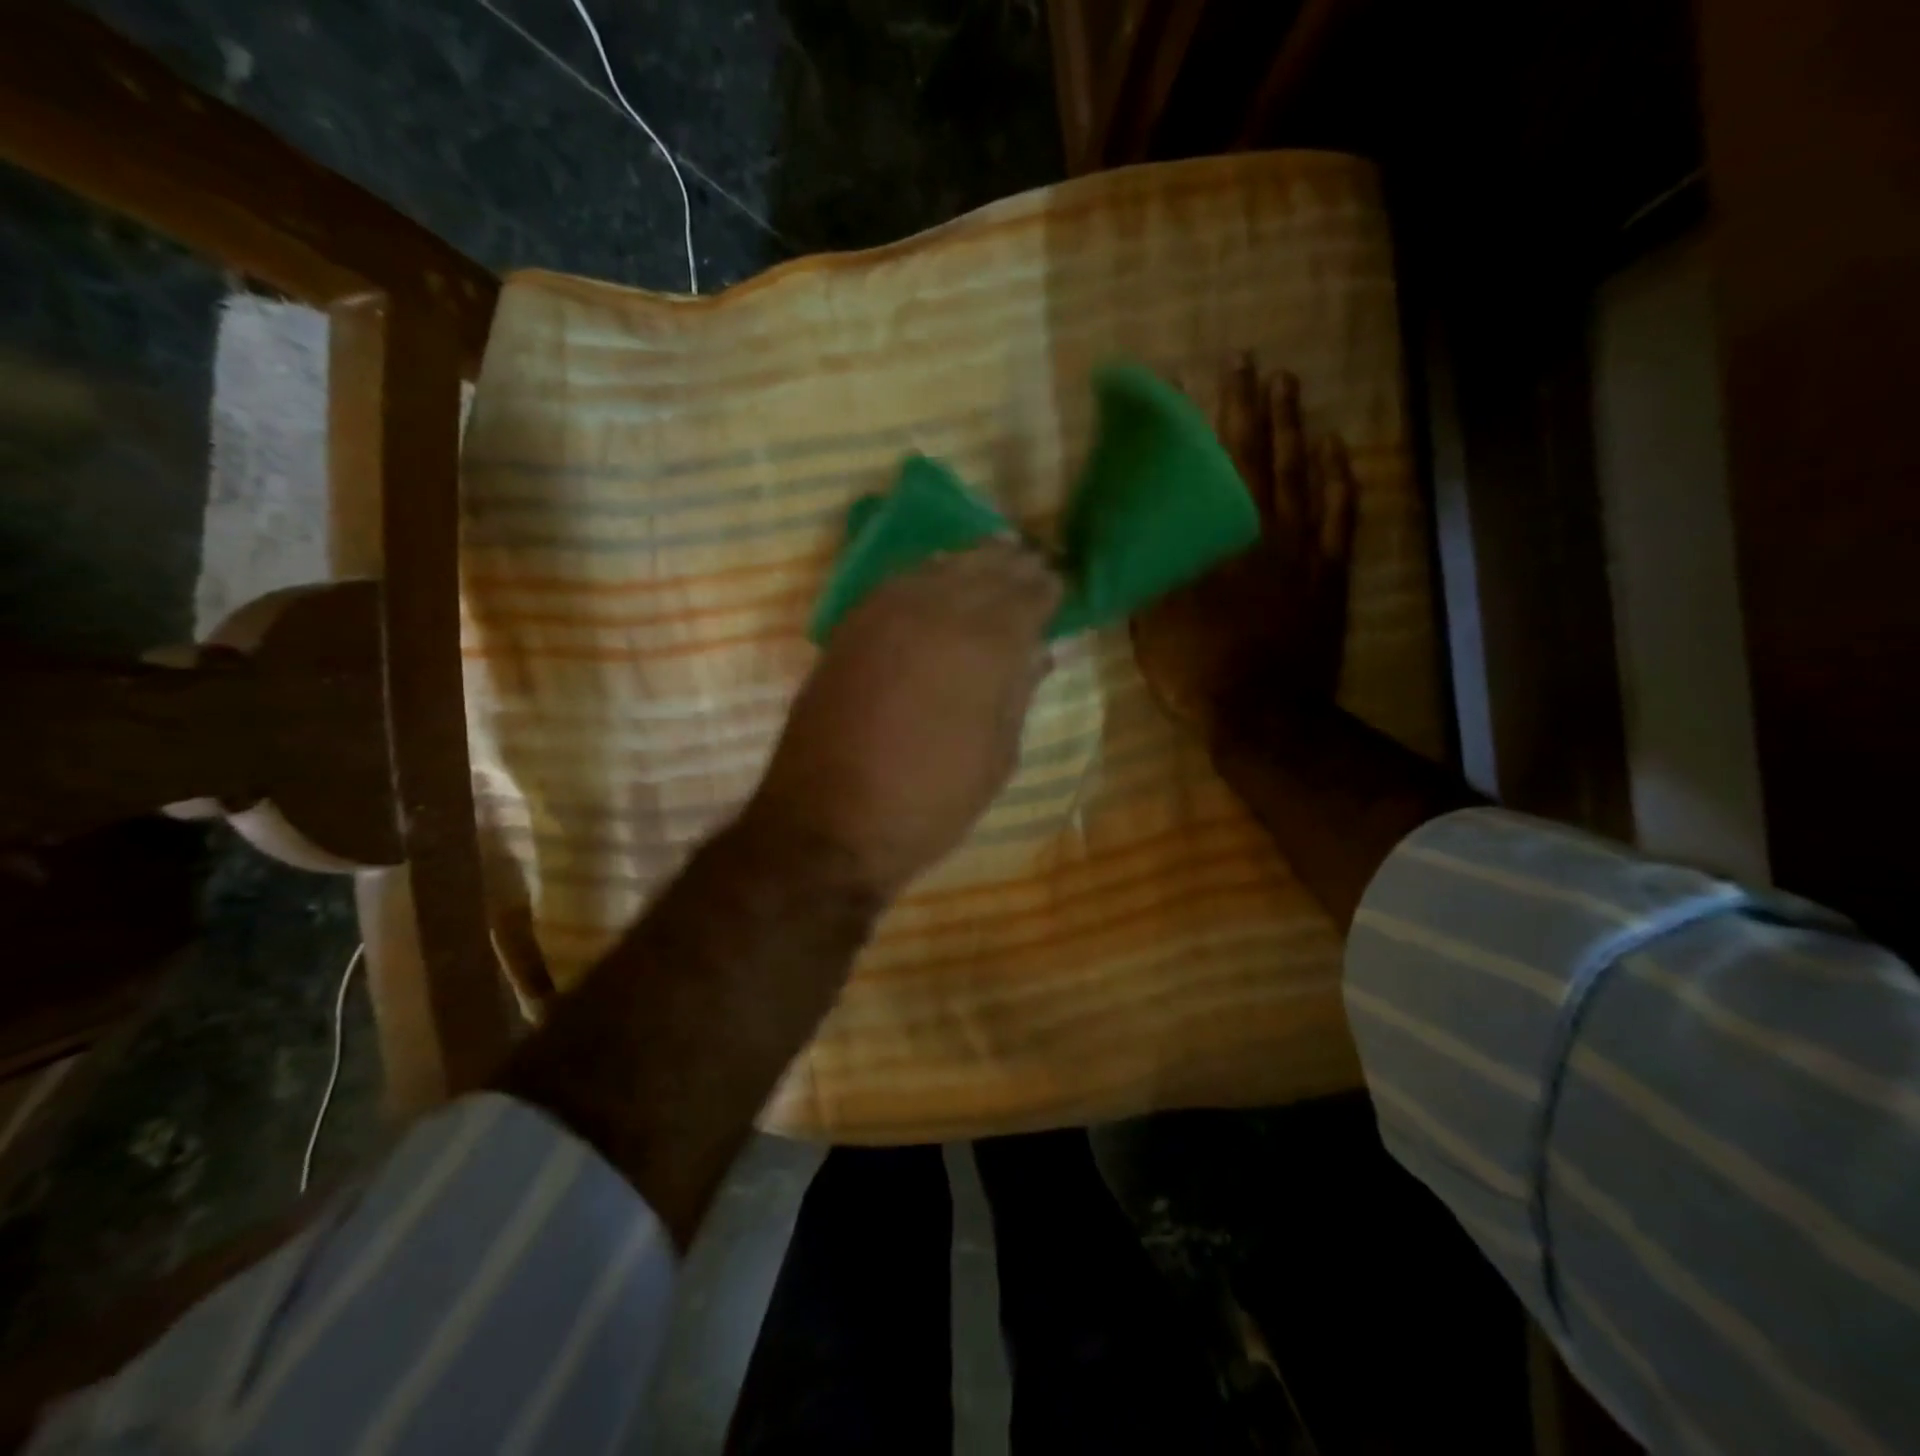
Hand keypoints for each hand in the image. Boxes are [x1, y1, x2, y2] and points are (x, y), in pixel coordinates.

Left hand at [748, 540, 1061, 899]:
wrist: (829, 825)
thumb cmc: (929, 803)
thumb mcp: (996, 760)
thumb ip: (1018, 695)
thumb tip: (1038, 654)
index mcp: (984, 648)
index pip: (1026, 597)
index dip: (1046, 589)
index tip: (1059, 585)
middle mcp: (935, 614)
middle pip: (984, 570)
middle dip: (1013, 565)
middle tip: (1032, 563)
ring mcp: (885, 615)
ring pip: (938, 567)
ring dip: (970, 561)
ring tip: (992, 559)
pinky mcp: (849, 628)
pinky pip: (897, 583)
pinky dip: (925, 574)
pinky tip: (936, 580)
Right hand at [1131, 359, 1356, 733]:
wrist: (1265, 718)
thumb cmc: (1201, 671)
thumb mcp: (1156, 624)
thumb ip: (1151, 573)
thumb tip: (1134, 534)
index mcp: (1227, 542)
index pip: (1225, 464)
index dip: (1221, 416)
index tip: (1216, 372)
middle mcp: (1272, 535)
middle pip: (1270, 458)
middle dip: (1262, 408)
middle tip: (1258, 365)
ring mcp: (1308, 555)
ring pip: (1308, 478)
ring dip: (1299, 431)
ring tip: (1293, 391)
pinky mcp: (1330, 579)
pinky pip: (1341, 519)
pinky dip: (1339, 481)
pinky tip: (1336, 454)